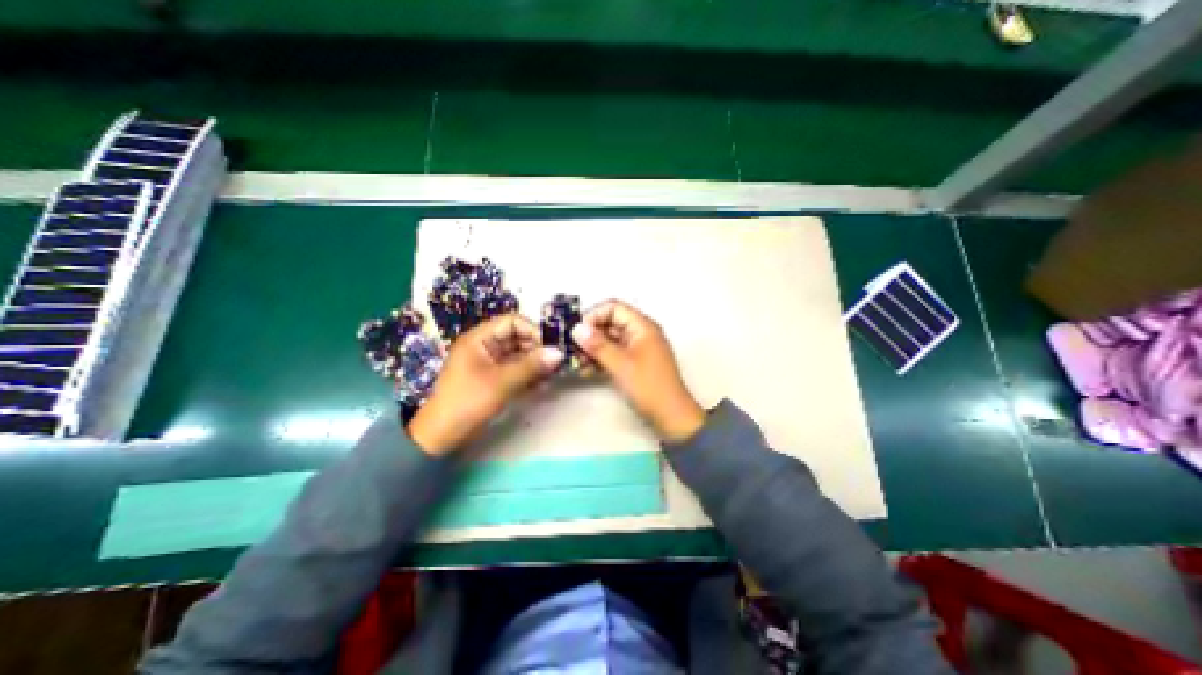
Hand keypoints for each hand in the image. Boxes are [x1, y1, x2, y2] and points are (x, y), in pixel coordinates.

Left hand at [410, 314, 564, 452]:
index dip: (533, 330)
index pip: (512, 322)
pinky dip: (529, 374)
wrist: (442, 436)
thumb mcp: (501, 382)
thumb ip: (531, 366)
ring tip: (553, 373)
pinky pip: (516, 369)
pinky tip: (543, 383)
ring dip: (536, 362)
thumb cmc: (468, 402)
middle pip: (518, 337)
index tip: (552, 346)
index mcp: (480, 338)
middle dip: (538, 348)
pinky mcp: (494, 378)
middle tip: (557, 362)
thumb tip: (559, 353)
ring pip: (519, 354)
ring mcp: (490, 363)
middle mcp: (485, 346)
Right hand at [570, 301, 705, 443]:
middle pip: (610, 323)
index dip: (593, 316)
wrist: (671, 416)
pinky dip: (600, 359)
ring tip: (576, 362)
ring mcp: (638, 348)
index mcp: (642, 326)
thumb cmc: (649, 387)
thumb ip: (597, 345)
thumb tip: (577, 328)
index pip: (613, 307)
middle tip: (571, 348)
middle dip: (590, 334)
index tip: (576, 331)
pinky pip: (614, 353)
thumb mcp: (620, 364)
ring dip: (592, 348)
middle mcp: (640, 333)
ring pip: (610, 340)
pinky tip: (586, 370)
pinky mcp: (634, 363)